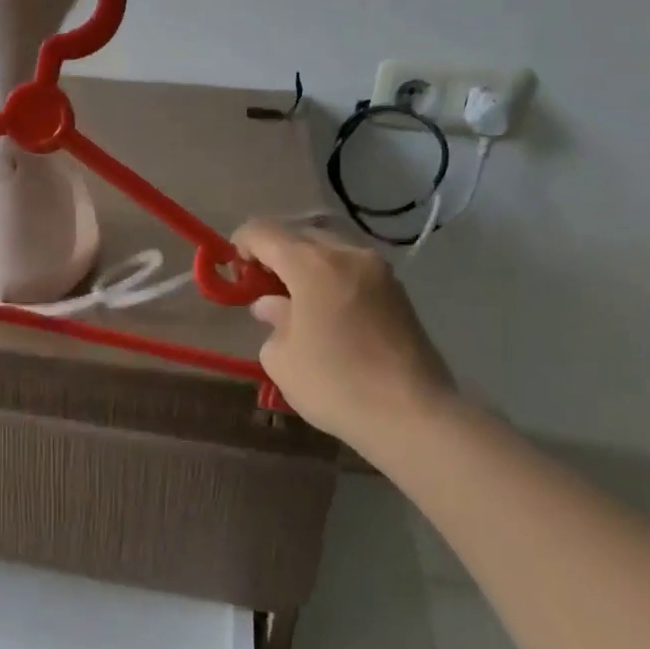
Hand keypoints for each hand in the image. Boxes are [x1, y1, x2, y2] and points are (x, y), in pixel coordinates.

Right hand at [233, 219, 457, 452]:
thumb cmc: (336, 384)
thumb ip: (272, 320)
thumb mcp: (282, 357)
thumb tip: (273, 305)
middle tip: (260, 285)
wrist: (415, 416)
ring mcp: (379, 271)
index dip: (241, 244)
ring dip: (305, 263)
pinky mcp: (399, 292)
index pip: (264, 232)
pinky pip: (352, 268)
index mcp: (312, 264)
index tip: (234, 270)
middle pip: (299, 235)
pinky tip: (325, 310)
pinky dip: (331, 277)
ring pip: (330, 249)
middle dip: (274, 252)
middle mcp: (348, 254)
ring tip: (294, 298)